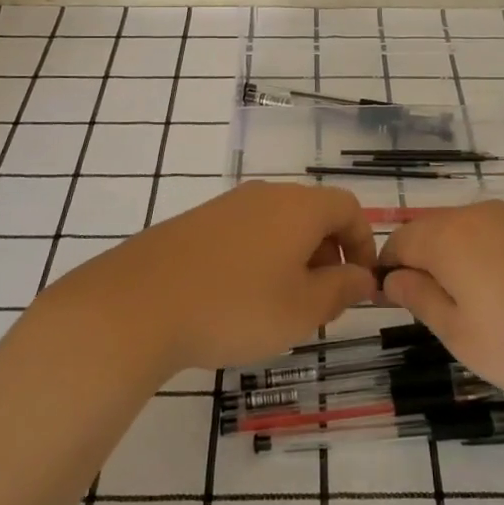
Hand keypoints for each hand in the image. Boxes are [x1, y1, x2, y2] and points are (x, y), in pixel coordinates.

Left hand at [50, 181, 377, 374]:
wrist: (139, 303)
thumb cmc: (235, 306)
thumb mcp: (302, 309)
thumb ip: (341, 290)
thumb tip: (362, 276)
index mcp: (298, 207)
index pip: (348, 208)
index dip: (364, 243)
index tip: (360, 283)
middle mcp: (265, 195)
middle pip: (313, 213)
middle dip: (328, 254)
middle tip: (322, 302)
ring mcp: (227, 205)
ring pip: (278, 224)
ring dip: (293, 259)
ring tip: (281, 306)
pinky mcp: (196, 222)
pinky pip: (245, 233)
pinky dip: (259, 259)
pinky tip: (239, 298)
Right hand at [381, 200, 503, 404]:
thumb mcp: (466, 337)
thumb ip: (422, 300)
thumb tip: (392, 277)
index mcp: (449, 237)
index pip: (397, 241)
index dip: (385, 270)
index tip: (389, 305)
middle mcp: (478, 214)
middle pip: (430, 232)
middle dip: (420, 266)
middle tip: (434, 315)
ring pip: (466, 234)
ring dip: (455, 264)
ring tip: (474, 312)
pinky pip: (498, 237)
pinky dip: (488, 261)